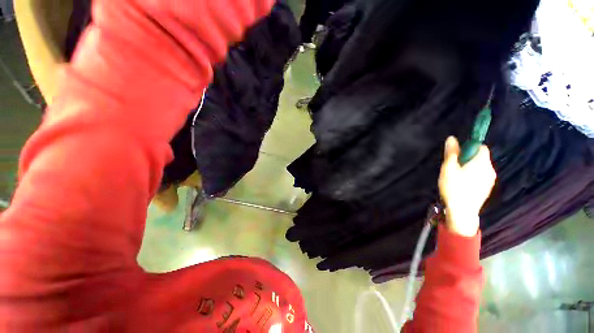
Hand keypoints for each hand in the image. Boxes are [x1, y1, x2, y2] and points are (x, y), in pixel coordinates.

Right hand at [438, 136, 496, 236]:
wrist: (462, 212)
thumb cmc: (454, 187)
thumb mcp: (448, 168)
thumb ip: (451, 153)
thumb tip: (452, 138)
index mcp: (482, 162)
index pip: (480, 147)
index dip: (468, 148)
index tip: (457, 156)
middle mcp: (490, 169)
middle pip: (480, 157)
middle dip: (467, 159)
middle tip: (453, 169)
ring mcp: (490, 180)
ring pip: (480, 168)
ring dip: (469, 168)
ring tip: (456, 178)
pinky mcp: (487, 188)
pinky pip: (481, 176)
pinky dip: (472, 177)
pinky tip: (462, 185)